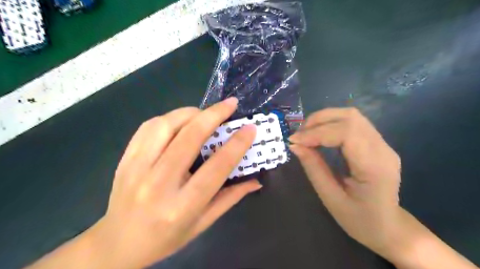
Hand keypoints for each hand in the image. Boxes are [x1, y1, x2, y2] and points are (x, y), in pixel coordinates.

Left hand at [89, 99, 261, 268]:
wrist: (118, 244)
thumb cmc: (166, 238)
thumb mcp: (203, 224)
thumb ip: (230, 198)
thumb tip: (255, 181)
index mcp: (182, 206)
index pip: (216, 168)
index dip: (236, 144)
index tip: (250, 128)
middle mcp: (158, 184)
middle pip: (189, 138)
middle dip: (214, 115)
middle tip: (230, 104)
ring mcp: (136, 169)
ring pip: (165, 126)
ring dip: (190, 113)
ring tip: (204, 114)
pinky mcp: (125, 159)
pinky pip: (148, 128)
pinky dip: (169, 118)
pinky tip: (180, 122)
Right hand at [286, 107, 401, 260]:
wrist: (389, 228)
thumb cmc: (360, 221)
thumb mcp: (331, 198)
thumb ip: (313, 168)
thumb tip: (295, 145)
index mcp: (374, 167)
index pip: (346, 133)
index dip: (316, 132)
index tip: (294, 140)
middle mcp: (383, 149)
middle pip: (350, 117)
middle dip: (319, 120)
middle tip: (299, 135)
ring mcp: (383, 144)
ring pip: (351, 116)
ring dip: (324, 120)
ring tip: (306, 134)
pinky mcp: (377, 143)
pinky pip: (353, 124)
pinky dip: (331, 124)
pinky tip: (319, 135)